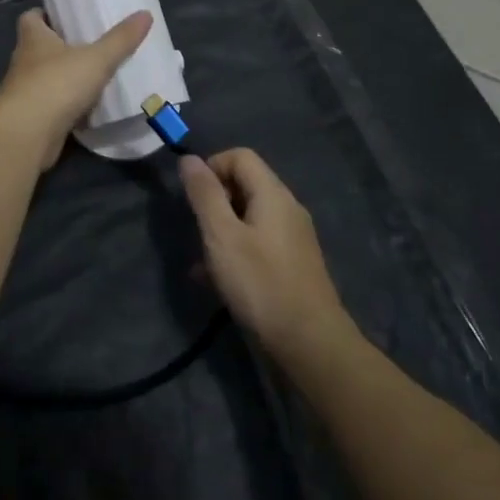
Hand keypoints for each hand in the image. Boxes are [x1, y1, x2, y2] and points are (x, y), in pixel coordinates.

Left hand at [0, 8, 151, 167]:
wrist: (27, 135)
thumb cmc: (56, 84)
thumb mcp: (96, 58)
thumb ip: (120, 39)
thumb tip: (145, 13)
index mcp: (32, 38)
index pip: (31, 17)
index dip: (47, 14)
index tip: (68, 16)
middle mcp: (24, 61)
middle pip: (40, 47)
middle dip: (62, 45)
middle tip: (92, 43)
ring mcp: (25, 91)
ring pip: (47, 77)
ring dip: (65, 77)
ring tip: (96, 74)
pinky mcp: (32, 117)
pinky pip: (52, 105)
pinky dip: (68, 105)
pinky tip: (90, 107)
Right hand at [180, 149, 348, 358]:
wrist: (309, 343)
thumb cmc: (260, 284)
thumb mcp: (222, 236)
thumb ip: (205, 195)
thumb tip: (190, 159)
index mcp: (273, 194)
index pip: (240, 156)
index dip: (211, 167)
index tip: (193, 198)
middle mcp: (287, 209)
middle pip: (245, 185)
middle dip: (214, 201)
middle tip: (197, 231)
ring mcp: (293, 238)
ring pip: (248, 217)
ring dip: (221, 230)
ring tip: (201, 261)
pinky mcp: (293, 264)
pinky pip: (257, 242)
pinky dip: (235, 251)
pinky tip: (216, 281)